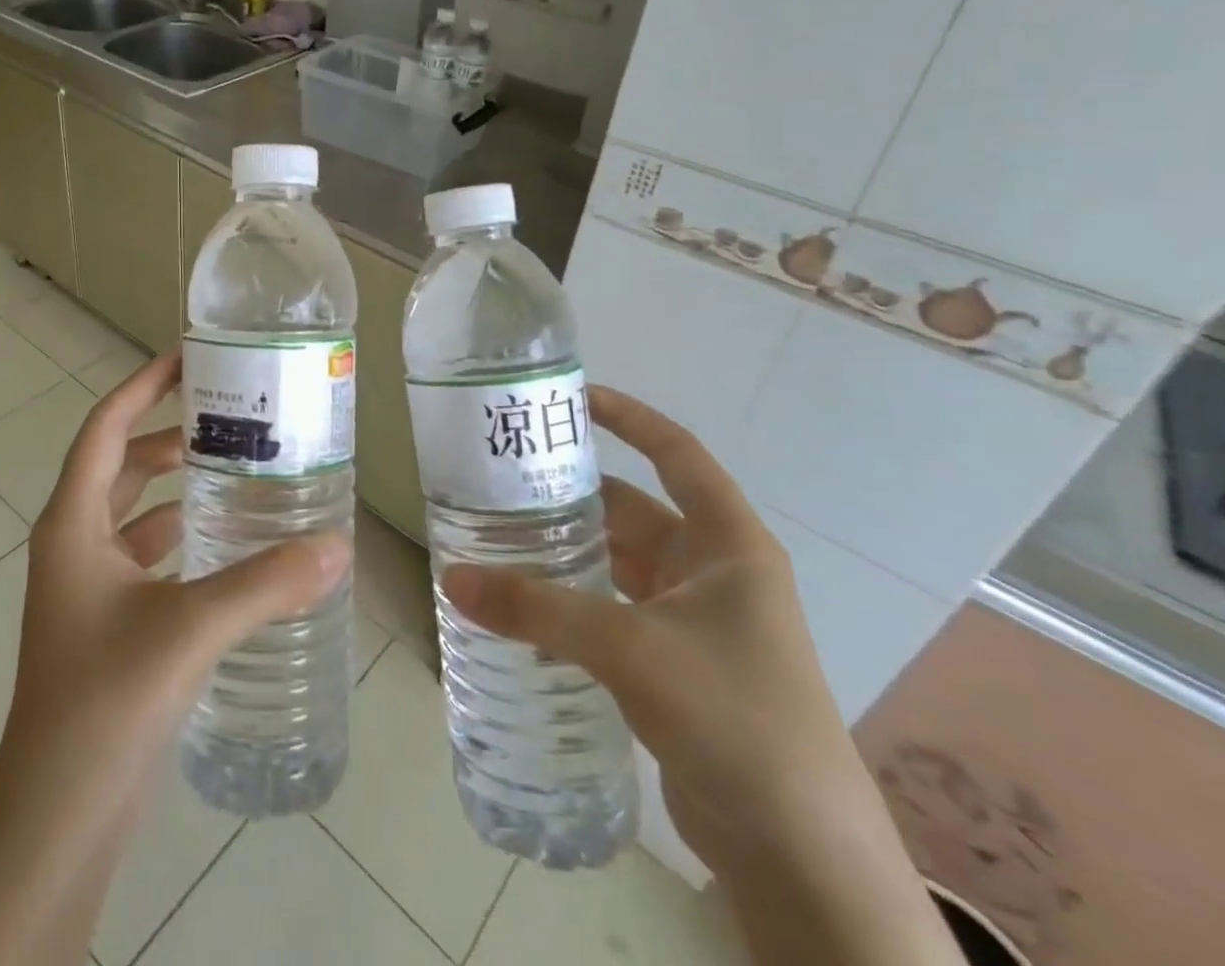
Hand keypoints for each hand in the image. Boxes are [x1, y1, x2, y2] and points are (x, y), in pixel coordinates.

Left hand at [3, 347, 349, 804]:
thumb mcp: (189, 630)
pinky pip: (147, 558)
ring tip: (240, 471)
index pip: (105, 427)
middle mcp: (73, 544)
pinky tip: (229, 547)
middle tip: (233, 417)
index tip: (188, 357)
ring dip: (179, 488)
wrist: (56, 822)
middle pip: (124, 465)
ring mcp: (87, 587)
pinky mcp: (107, 624)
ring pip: (136, 513)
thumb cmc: (104, 703)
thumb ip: (265, 584)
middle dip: (172, 435)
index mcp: (72, 524)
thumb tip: (338, 545)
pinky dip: (183, 539)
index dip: (142, 386)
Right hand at [444, 385, 848, 866]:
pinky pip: (614, 611)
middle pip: (634, 510)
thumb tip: (451, 578)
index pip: (677, 454)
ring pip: (619, 564)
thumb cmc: (735, 718)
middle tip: (503, 478)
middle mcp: (715, 572)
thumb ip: (538, 608)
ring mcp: (697, 621)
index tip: (572, 397)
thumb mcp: (631, 648)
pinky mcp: (676, 665)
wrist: (803, 859)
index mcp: (728, 545)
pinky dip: (574, 601)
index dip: (629, 417)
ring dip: (568, 551)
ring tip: (499, 534)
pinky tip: (525, 605)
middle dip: (572, 494)